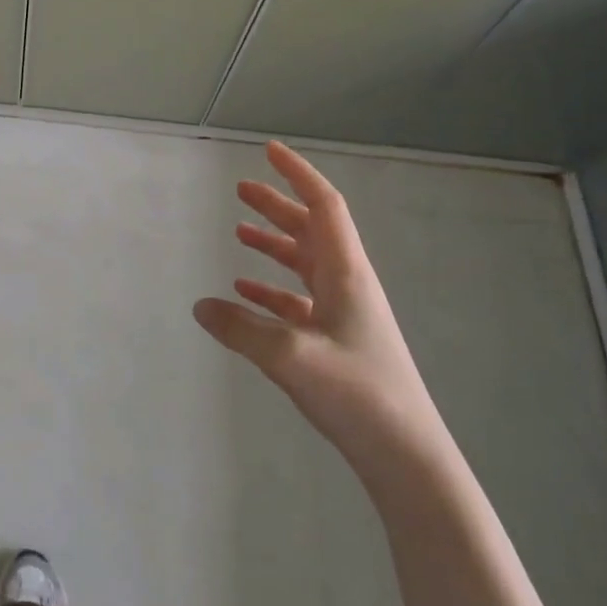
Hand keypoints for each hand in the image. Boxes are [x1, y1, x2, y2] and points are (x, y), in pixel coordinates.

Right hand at [194, 141, 442, 468]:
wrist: (405, 454)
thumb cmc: (357, 394)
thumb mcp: (290, 357)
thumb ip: (241, 329)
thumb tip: (201, 306)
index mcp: (346, 273)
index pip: (323, 206)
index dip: (297, 175)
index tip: (270, 151)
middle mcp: (346, 284)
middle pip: (310, 230)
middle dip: (277, 205)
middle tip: (240, 189)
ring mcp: (343, 313)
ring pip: (304, 264)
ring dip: (273, 245)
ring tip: (238, 234)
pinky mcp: (335, 341)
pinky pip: (298, 300)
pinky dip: (271, 289)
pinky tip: (245, 293)